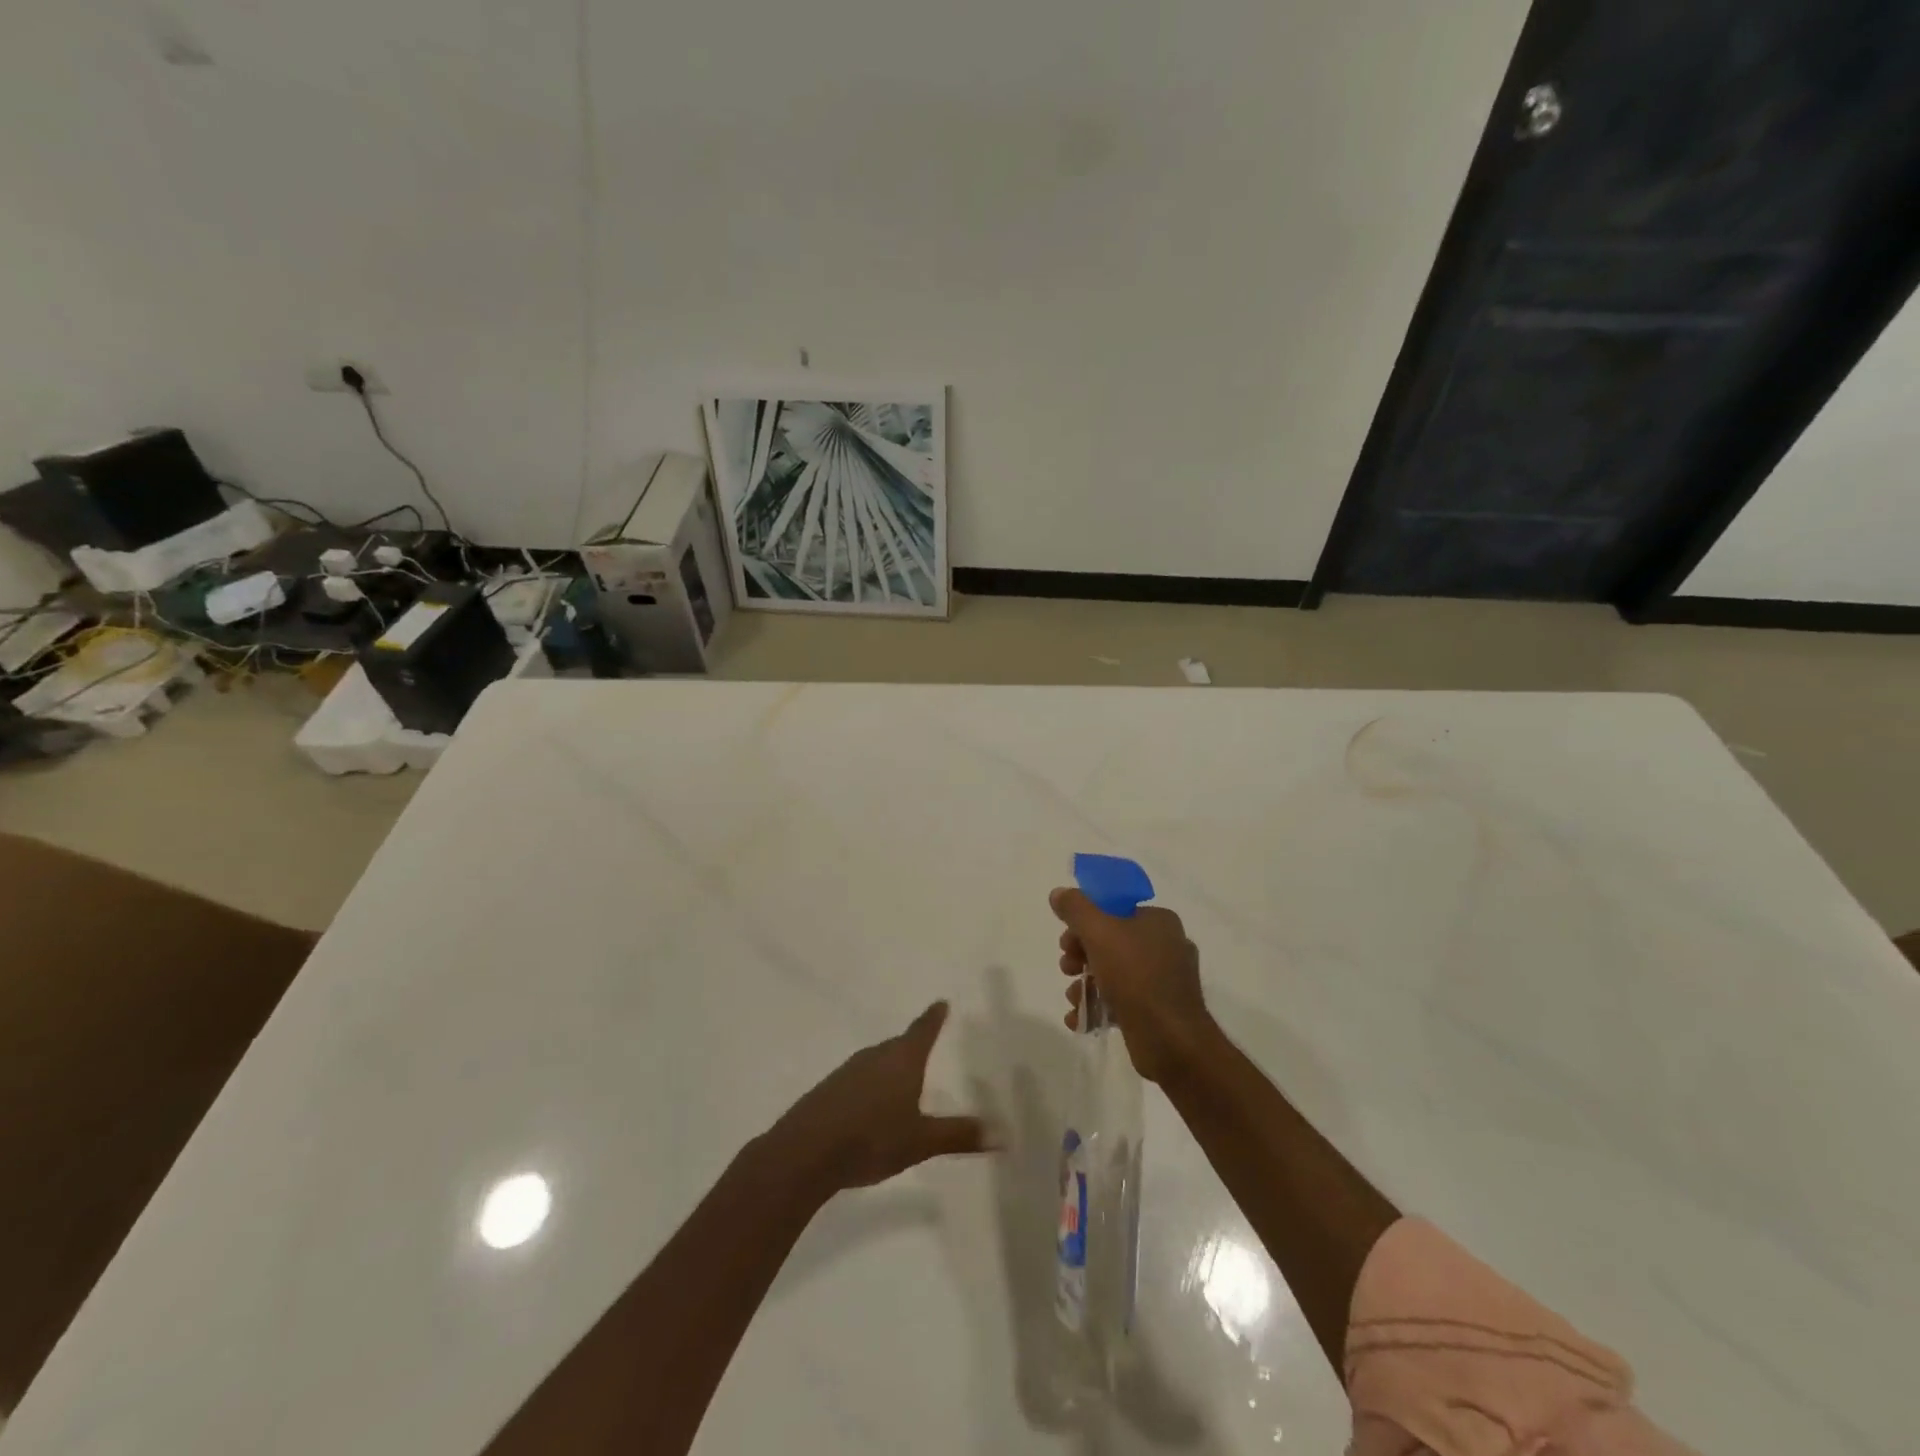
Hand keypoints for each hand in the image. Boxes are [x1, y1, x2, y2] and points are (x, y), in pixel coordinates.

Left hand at [769, 1002, 989, 1194]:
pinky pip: (858, 1080)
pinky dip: (870, 1086)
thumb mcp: (921, 1141)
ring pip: (876, 1062)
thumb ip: (959, 1135)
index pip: (923, 1030)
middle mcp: (875, 1057)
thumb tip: (1003, 1134)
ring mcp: (847, 1072)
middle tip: (925, 1045)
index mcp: (901, 1060)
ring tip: (901, 1079)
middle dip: (912, 1045)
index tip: (941, 1002)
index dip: (934, 1018)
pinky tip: (870, 1107)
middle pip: (898, 1045)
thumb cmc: (871, 1138)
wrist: (805, 1152)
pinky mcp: (828, 1091)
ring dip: (889, 1067)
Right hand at [1052, 888, 1215, 1083]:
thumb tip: (1059, 893)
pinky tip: (1080, 1019)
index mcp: (1159, 921)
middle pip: (1110, 942)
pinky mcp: (1158, 1011)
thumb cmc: (1135, 975)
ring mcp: (1164, 981)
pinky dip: (1099, 1007)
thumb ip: (1075, 908)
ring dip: (1085, 985)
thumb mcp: (1098, 931)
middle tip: (1067, 968)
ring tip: (1074, 999)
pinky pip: (1122, 1001)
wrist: (1170, 1040)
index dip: (1084, 923)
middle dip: (1081, 957)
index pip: (1114, 911)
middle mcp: (1166, 946)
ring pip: (1113, 974)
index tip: (1066, 941)